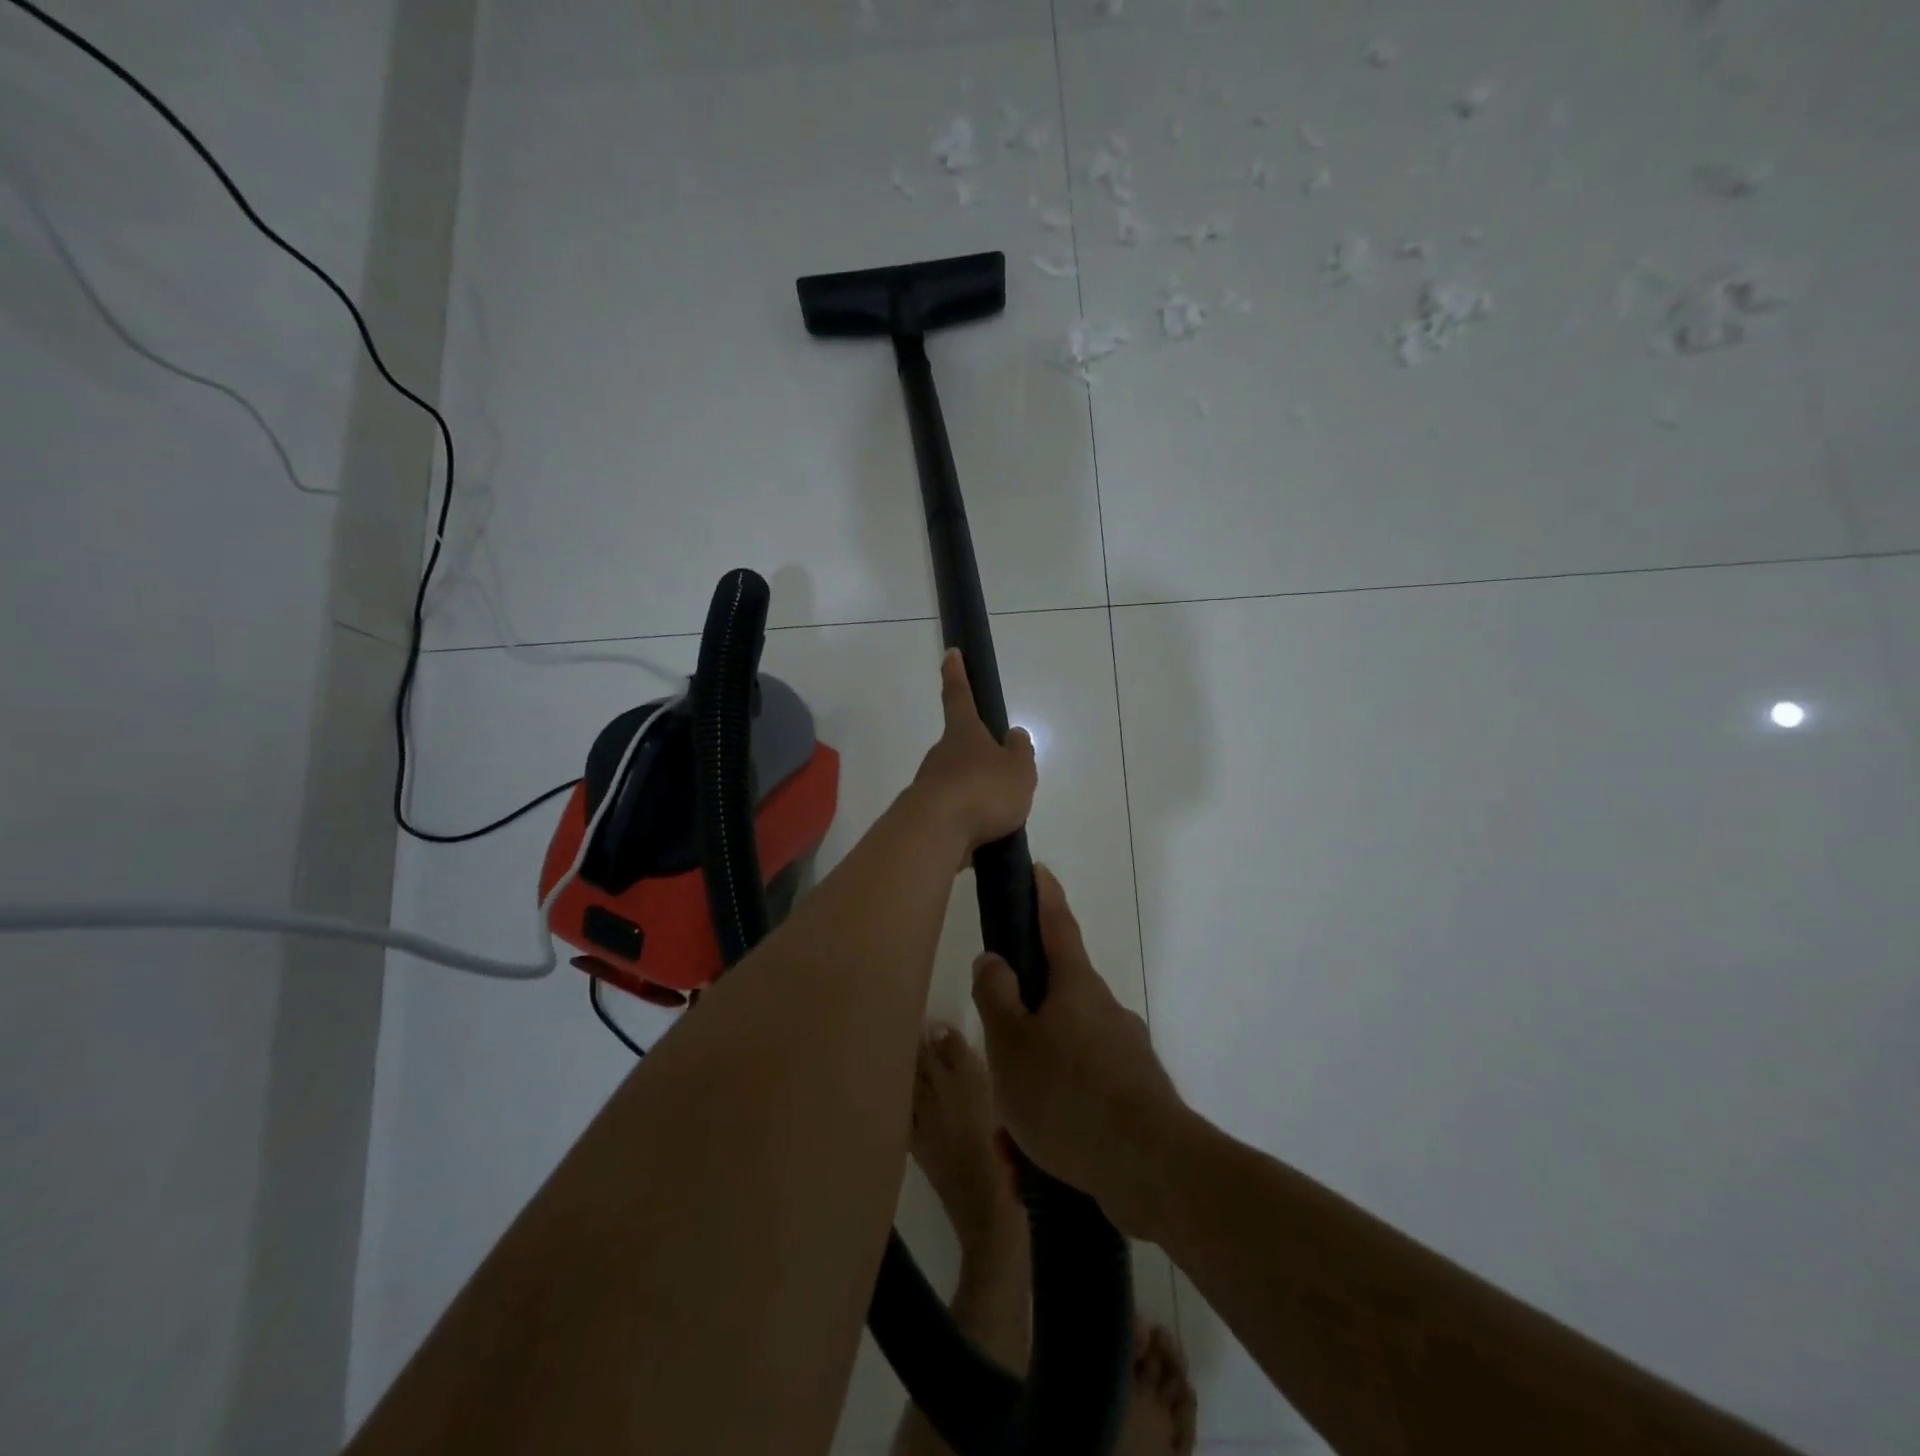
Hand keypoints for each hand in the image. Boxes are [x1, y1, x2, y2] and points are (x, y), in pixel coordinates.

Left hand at [908, 649, 1037, 853]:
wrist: (935, 834)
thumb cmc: (982, 790)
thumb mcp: (1018, 770)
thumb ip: (1020, 752)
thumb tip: (1013, 736)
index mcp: (963, 733)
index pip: (959, 695)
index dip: (957, 674)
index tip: (950, 653)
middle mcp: (941, 754)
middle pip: (960, 747)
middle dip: (978, 758)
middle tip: (1002, 778)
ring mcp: (929, 785)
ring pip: (957, 782)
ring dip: (975, 794)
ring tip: (1001, 816)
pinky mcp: (926, 817)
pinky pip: (953, 813)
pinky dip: (968, 821)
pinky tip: (983, 837)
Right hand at [971, 865, 1190, 1238]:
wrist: (1153, 1169)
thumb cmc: (1068, 1094)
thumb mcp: (1011, 1043)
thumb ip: (996, 996)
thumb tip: (994, 959)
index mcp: (1076, 987)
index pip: (1057, 925)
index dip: (1044, 896)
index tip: (1039, 869)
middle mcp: (1105, 1011)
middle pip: (1054, 1004)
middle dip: (1022, 1033)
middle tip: (996, 1071)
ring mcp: (1125, 1055)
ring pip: (1063, 1061)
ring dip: (1033, 1093)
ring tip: (1012, 1144)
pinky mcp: (1135, 1098)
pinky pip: (1082, 1100)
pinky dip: (1055, 1126)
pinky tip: (1034, 1167)